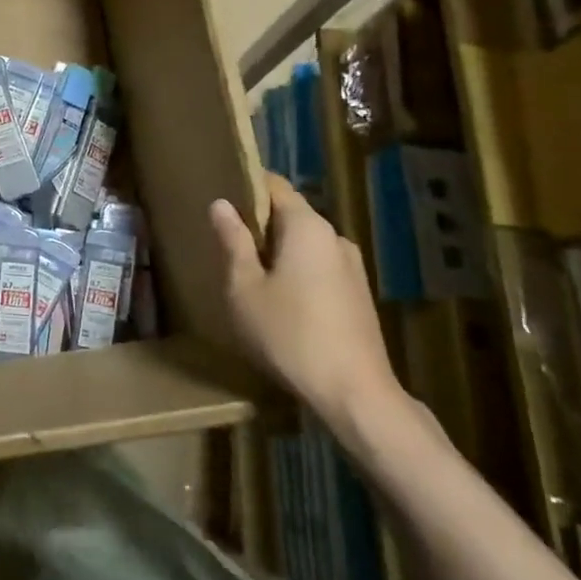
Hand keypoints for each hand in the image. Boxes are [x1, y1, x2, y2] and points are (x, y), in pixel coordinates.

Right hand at [210, 173, 404, 437]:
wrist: (356, 394)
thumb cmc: (290, 335)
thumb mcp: (245, 289)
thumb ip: (233, 242)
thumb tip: (221, 204)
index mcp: (307, 227)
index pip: (276, 185)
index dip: (247, 185)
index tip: (222, 194)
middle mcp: (335, 237)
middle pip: (291, 215)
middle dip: (260, 223)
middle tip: (226, 241)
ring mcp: (352, 267)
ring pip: (306, 245)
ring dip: (278, 252)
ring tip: (249, 274)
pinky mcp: (359, 295)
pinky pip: (320, 268)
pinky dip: (297, 273)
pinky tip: (280, 302)